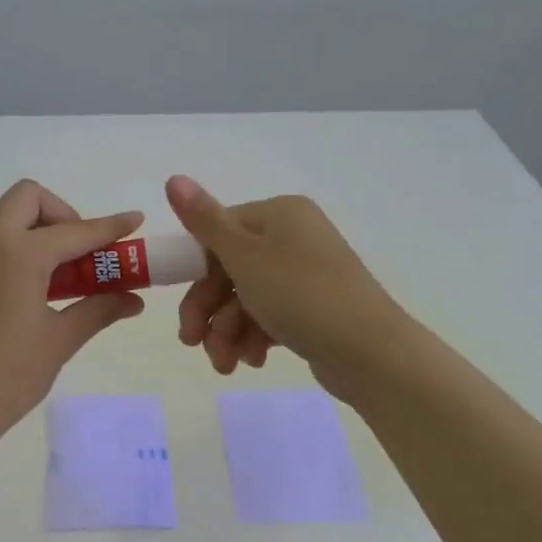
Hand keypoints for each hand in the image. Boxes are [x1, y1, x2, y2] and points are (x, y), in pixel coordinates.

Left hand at [0, 181, 144, 447]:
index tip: (135, 222)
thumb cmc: (8, 376)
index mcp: (18, 254)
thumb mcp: (59, 341)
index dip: (109, 226)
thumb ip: (98, 309)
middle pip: (29, 199)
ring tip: (64, 275)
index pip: (74, 231)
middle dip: (63, 215)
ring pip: (7, 218)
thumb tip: (133, 299)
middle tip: (83, 254)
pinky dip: (18, 248)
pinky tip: (34, 290)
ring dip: (39, 230)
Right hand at [165, 175, 411, 402]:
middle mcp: (293, 238)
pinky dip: (254, 338)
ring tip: (227, 363)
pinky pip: (269, 316)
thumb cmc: (300, 295)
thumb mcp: (244, 256)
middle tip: (192, 343)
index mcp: (279, 215)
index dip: (195, 271)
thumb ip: (204, 221)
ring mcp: (305, 275)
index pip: (219, 233)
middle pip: (229, 270)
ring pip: (246, 299)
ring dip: (227, 332)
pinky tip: (254, 361)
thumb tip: (172, 178)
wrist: (369, 351)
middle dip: (209, 312)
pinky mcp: (313, 309)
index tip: (182, 304)